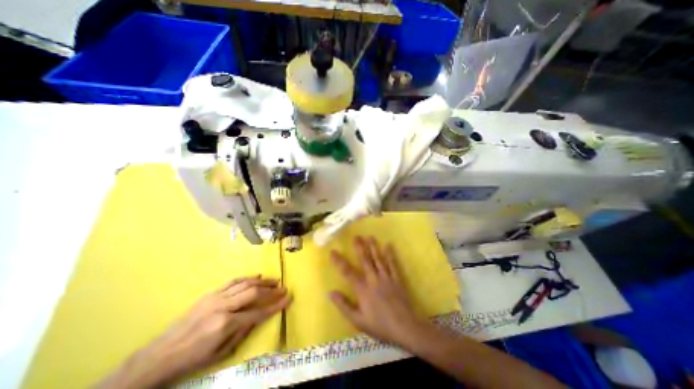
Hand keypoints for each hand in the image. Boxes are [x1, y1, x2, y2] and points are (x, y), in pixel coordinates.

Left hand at [94, 276, 290, 388]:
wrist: (161, 355)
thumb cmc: (194, 358)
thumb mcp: (221, 353)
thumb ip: (243, 332)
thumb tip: (259, 317)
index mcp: (226, 324)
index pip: (258, 312)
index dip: (275, 306)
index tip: (288, 299)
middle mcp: (223, 306)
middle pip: (254, 293)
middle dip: (271, 290)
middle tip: (283, 288)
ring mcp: (216, 297)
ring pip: (245, 284)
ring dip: (262, 281)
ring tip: (274, 280)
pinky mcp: (211, 293)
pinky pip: (233, 281)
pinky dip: (247, 277)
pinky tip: (257, 276)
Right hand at [329, 235, 431, 347]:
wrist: (404, 328)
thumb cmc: (380, 326)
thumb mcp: (358, 321)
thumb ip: (343, 306)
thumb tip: (330, 293)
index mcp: (363, 289)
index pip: (347, 272)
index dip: (339, 261)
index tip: (333, 251)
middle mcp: (373, 279)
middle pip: (365, 260)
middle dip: (359, 247)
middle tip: (356, 236)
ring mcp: (386, 278)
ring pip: (378, 259)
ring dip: (373, 247)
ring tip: (370, 236)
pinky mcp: (396, 279)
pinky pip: (392, 264)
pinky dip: (390, 254)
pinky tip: (388, 245)